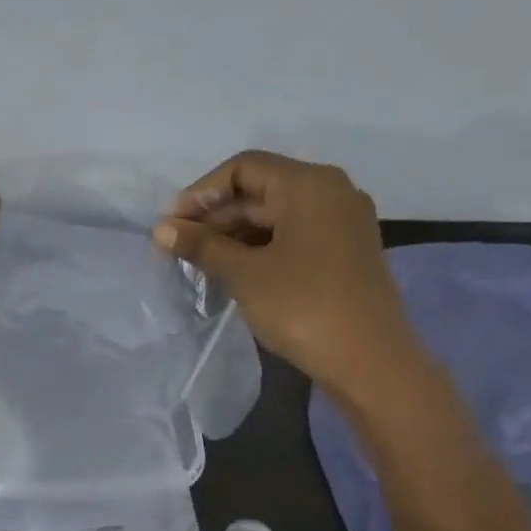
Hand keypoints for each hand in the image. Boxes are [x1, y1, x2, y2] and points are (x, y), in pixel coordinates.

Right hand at [153, 151, 424, 401]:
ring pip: (275, 216)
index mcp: (309, 184)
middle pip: (260, 190)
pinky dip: (259, 248)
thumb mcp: (244, 274)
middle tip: (177, 249)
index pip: (243, 168)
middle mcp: (331, 192)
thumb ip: (201, 245)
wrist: (370, 361)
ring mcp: (342, 223)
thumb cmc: (303, 307)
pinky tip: (232, 273)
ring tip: (198, 265)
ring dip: (234, 236)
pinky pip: (292, 236)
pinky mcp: (344, 252)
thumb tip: (161, 228)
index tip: (171, 226)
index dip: (201, 193)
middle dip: (215, 217)